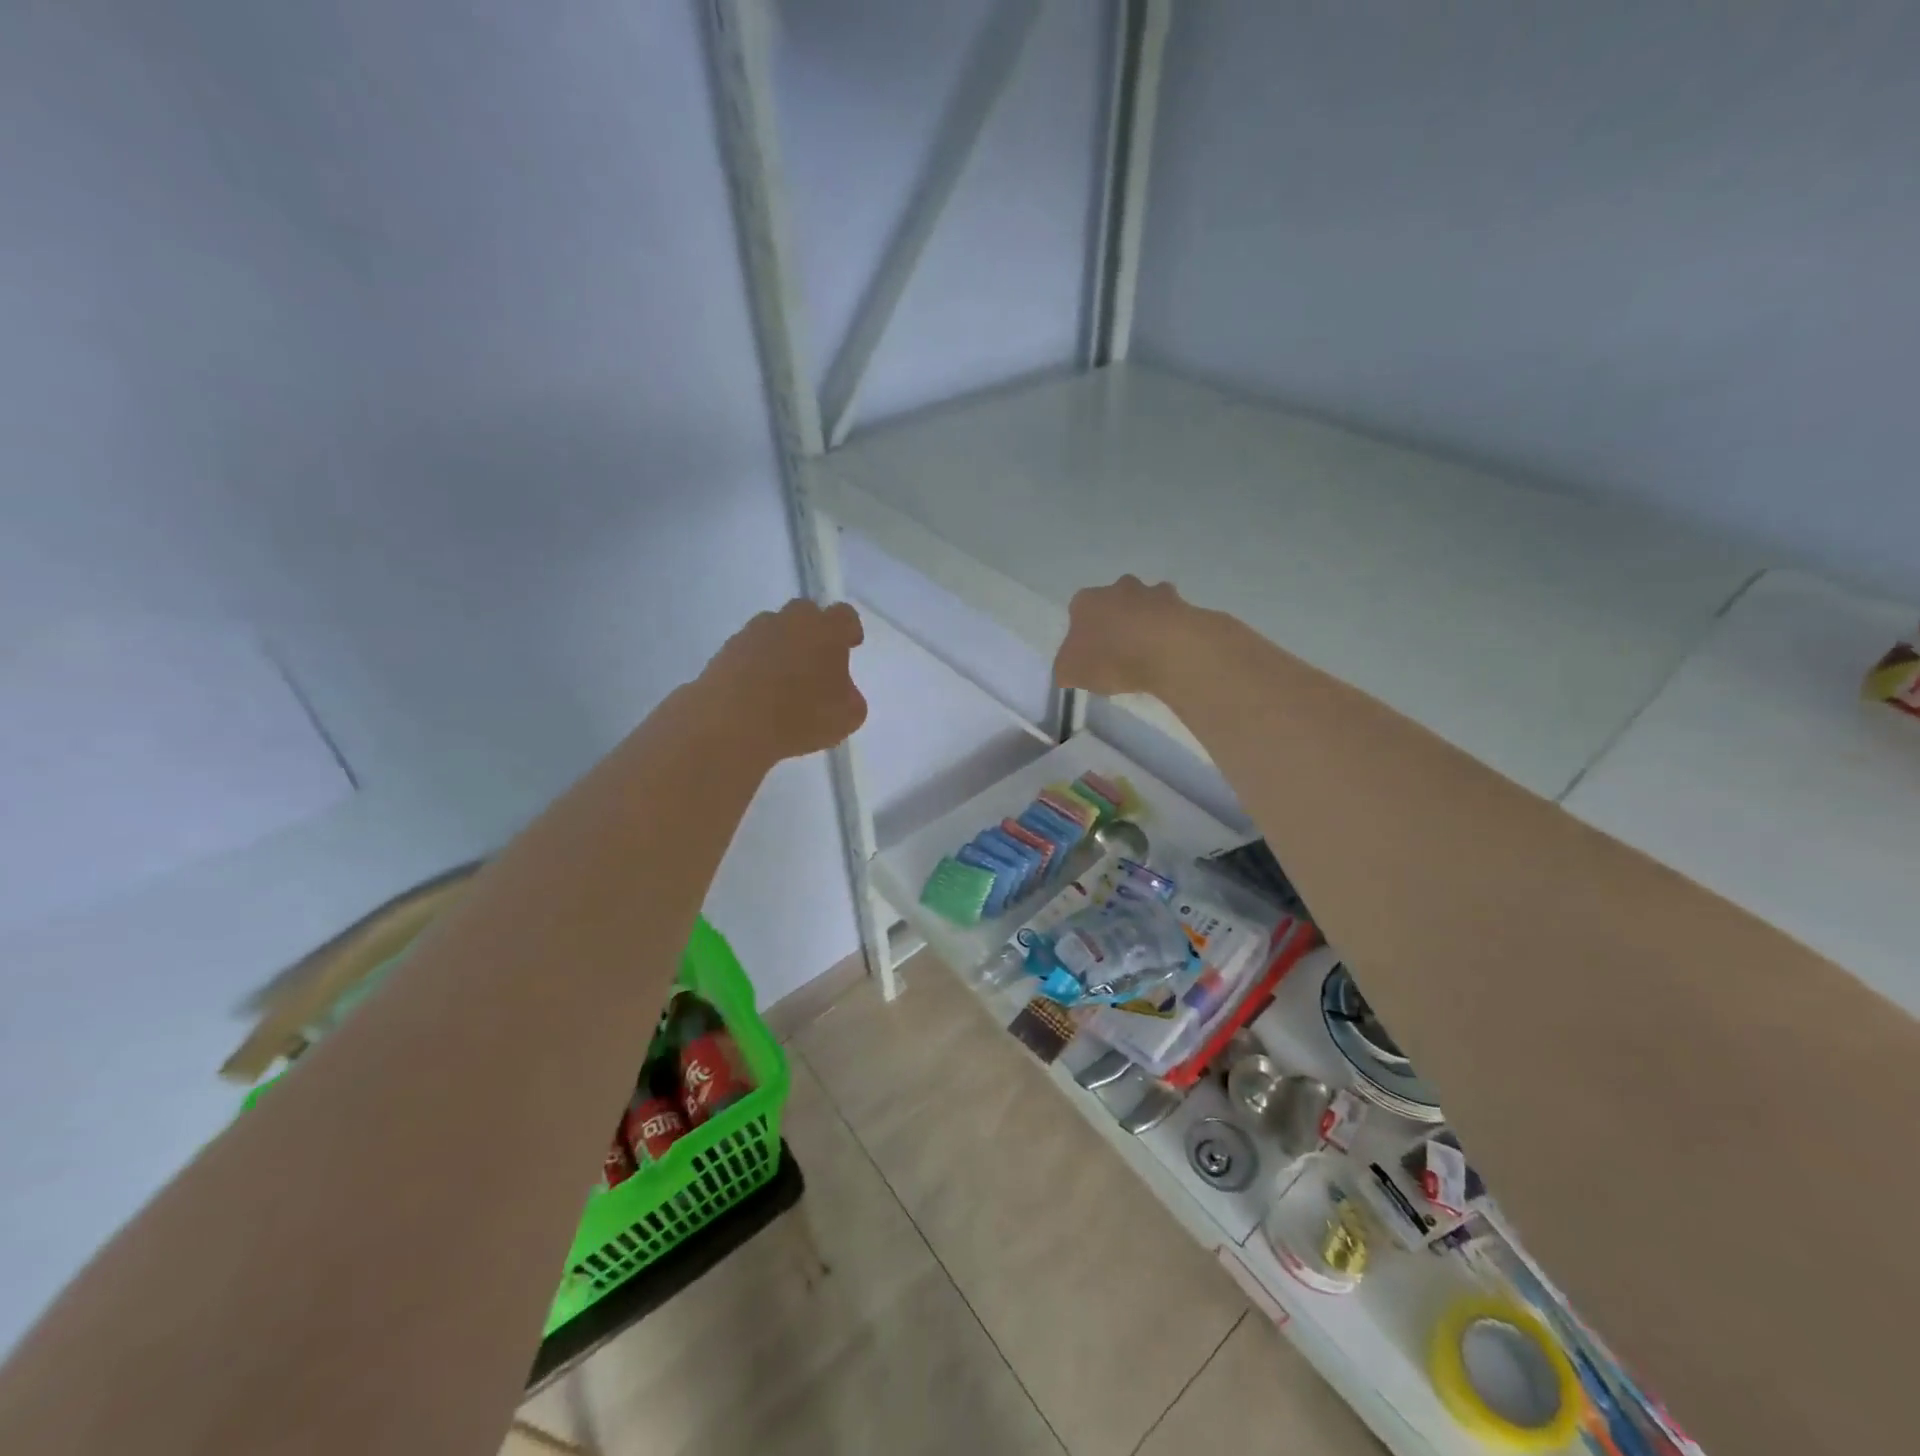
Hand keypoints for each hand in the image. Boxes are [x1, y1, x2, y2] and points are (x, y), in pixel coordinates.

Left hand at [703, 598, 868, 759]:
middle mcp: (788, 622)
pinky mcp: (724, 652)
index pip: (844, 615)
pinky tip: (758, 694)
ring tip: (783, 683)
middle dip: (813, 633)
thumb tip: (840, 690)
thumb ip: (850, 695)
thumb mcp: (848, 716)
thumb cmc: (800, 717)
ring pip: (773, 631)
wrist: (731, 725)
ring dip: (782, 648)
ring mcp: (752, 634)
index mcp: (824, 630)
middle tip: (816, 663)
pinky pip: (749, 652)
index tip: (851, 646)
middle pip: (805, 614)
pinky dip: (756, 665)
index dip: (849, 629)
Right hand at [1053, 575, 1189, 698]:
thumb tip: (1070, 668)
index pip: (1078, 611)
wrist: (1166, 651)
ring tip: (1148, 656)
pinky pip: (1172, 620)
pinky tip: (1170, 655)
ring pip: (1145, 607)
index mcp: (1086, 601)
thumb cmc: (1110, 659)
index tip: (1090, 654)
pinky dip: (1170, 633)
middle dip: (1116, 622)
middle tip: (1119, 653)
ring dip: (1145, 625)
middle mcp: (1119, 588)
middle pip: (1113, 603)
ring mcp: (1154, 593)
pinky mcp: (1184, 605)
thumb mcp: (1070, 673)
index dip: (1082, 633)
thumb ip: (1066, 667)